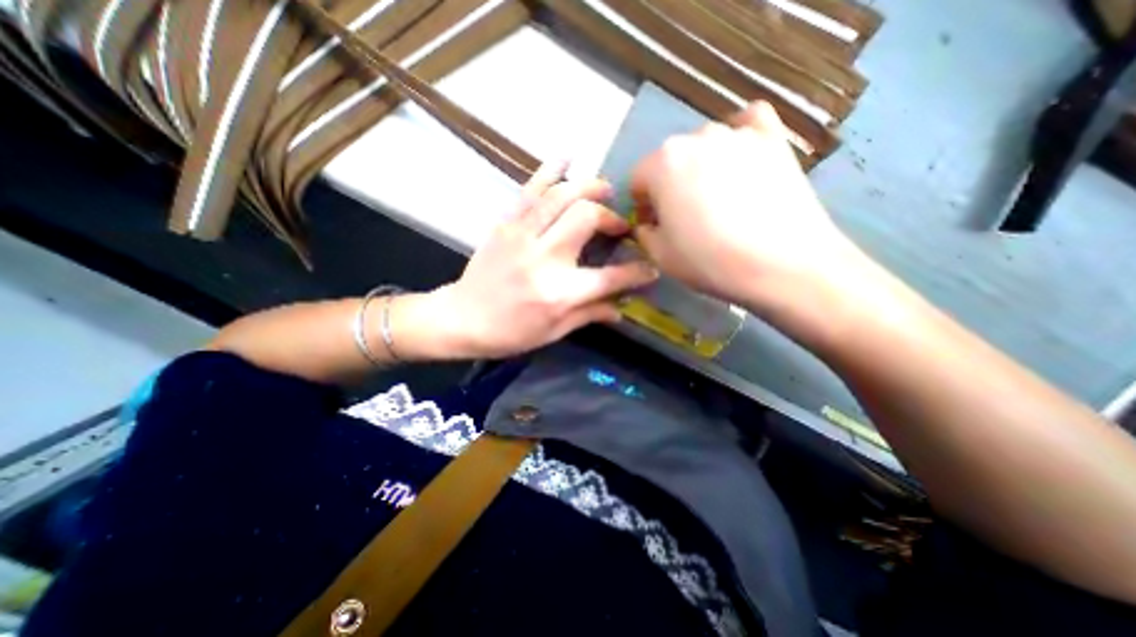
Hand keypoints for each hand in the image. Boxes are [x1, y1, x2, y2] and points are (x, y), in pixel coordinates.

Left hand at [427, 161, 656, 361]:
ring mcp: (522, 236)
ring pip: (561, 197)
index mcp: (560, 293)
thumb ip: (589, 315)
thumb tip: (620, 309)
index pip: (610, 278)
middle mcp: (545, 258)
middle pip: (587, 219)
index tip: (650, 269)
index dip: (637, 273)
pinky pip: (529, 190)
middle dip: (609, 216)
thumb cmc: (510, 333)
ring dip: (588, 186)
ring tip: (604, 188)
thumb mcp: (554, 332)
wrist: (462, 319)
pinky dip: (549, 170)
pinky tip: (567, 158)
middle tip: (618, 223)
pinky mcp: (506, 225)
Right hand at [630, 102, 862, 317]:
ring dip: (700, 167)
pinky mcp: (773, 139)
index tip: (653, 225)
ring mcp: (738, 134)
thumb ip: (644, 233)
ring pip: (704, 145)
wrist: (781, 265)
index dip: (641, 205)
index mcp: (662, 164)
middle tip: (683, 215)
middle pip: (669, 160)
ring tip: (717, 197)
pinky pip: (748, 124)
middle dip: (668, 186)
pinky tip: (741, 158)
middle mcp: (696, 137)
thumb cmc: (709, 260)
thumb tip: (648, 224)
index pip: (638, 179)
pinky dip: (740, 138)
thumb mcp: (659, 255)